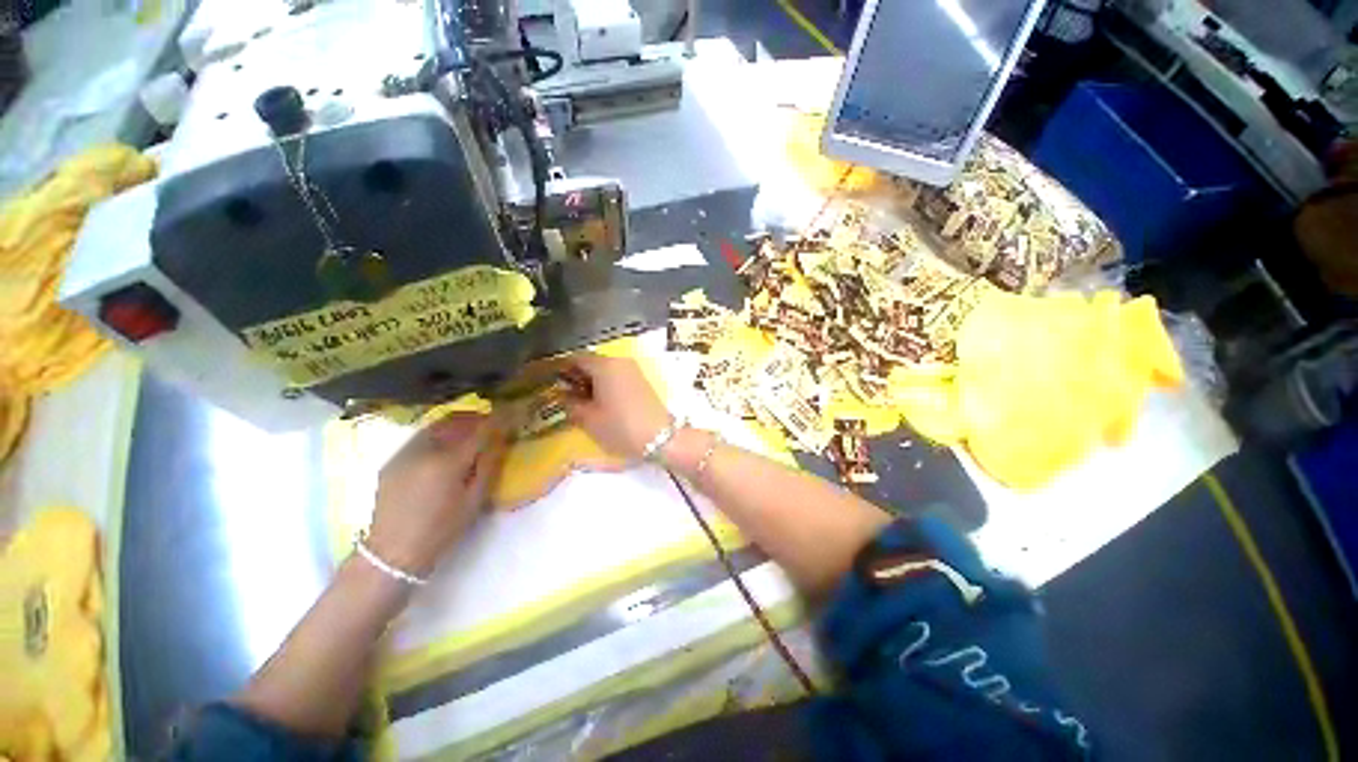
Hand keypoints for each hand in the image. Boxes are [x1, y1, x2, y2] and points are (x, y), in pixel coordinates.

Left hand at [367, 412, 507, 576]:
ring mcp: (404, 453)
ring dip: (459, 422)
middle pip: (457, 419)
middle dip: (478, 417)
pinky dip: (441, 432)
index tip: (513, 412)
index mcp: (447, 461)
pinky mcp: (393, 460)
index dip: (499, 419)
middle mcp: (424, 449)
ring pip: (438, 424)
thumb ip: (489, 464)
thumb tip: (500, 439)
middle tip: (494, 423)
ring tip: (473, 431)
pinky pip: (422, 436)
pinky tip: (447, 445)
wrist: (392, 553)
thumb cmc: (441, 530)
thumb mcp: (475, 499)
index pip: (480, 429)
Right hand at [561, 354, 669, 459]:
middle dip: (575, 376)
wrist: (661, 439)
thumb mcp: (588, 419)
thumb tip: (561, 395)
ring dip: (590, 381)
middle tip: (562, 395)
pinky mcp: (641, 380)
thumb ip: (570, 403)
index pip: (574, 358)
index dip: (559, 369)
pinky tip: (599, 402)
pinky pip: (616, 376)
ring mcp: (633, 369)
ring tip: (580, 402)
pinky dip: (604, 385)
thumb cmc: (620, 427)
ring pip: (604, 369)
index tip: (548, 382)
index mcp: (604, 365)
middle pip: (591, 362)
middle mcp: (619, 361)